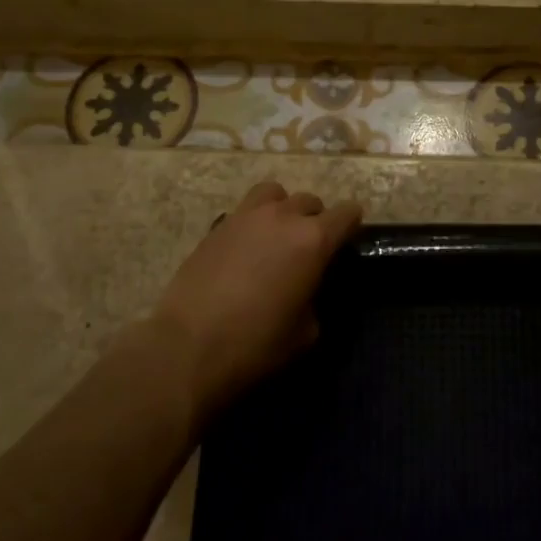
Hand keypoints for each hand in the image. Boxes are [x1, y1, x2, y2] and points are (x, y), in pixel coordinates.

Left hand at [154, 181, 363, 413]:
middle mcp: (282, 217)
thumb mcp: (306, 332)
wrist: (188, 347)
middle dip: (316, 219)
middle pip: (310, 201)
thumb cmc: (256, 344)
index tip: (348, 240)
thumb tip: (307, 289)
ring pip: (274, 194)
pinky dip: (253, 223)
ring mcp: (245, 217)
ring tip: (276, 236)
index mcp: (313, 240)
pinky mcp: (216, 227)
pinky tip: (246, 251)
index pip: (346, 213)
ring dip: (282, 209)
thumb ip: (315, 298)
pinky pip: (244, 212)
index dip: (352, 225)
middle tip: (309, 248)